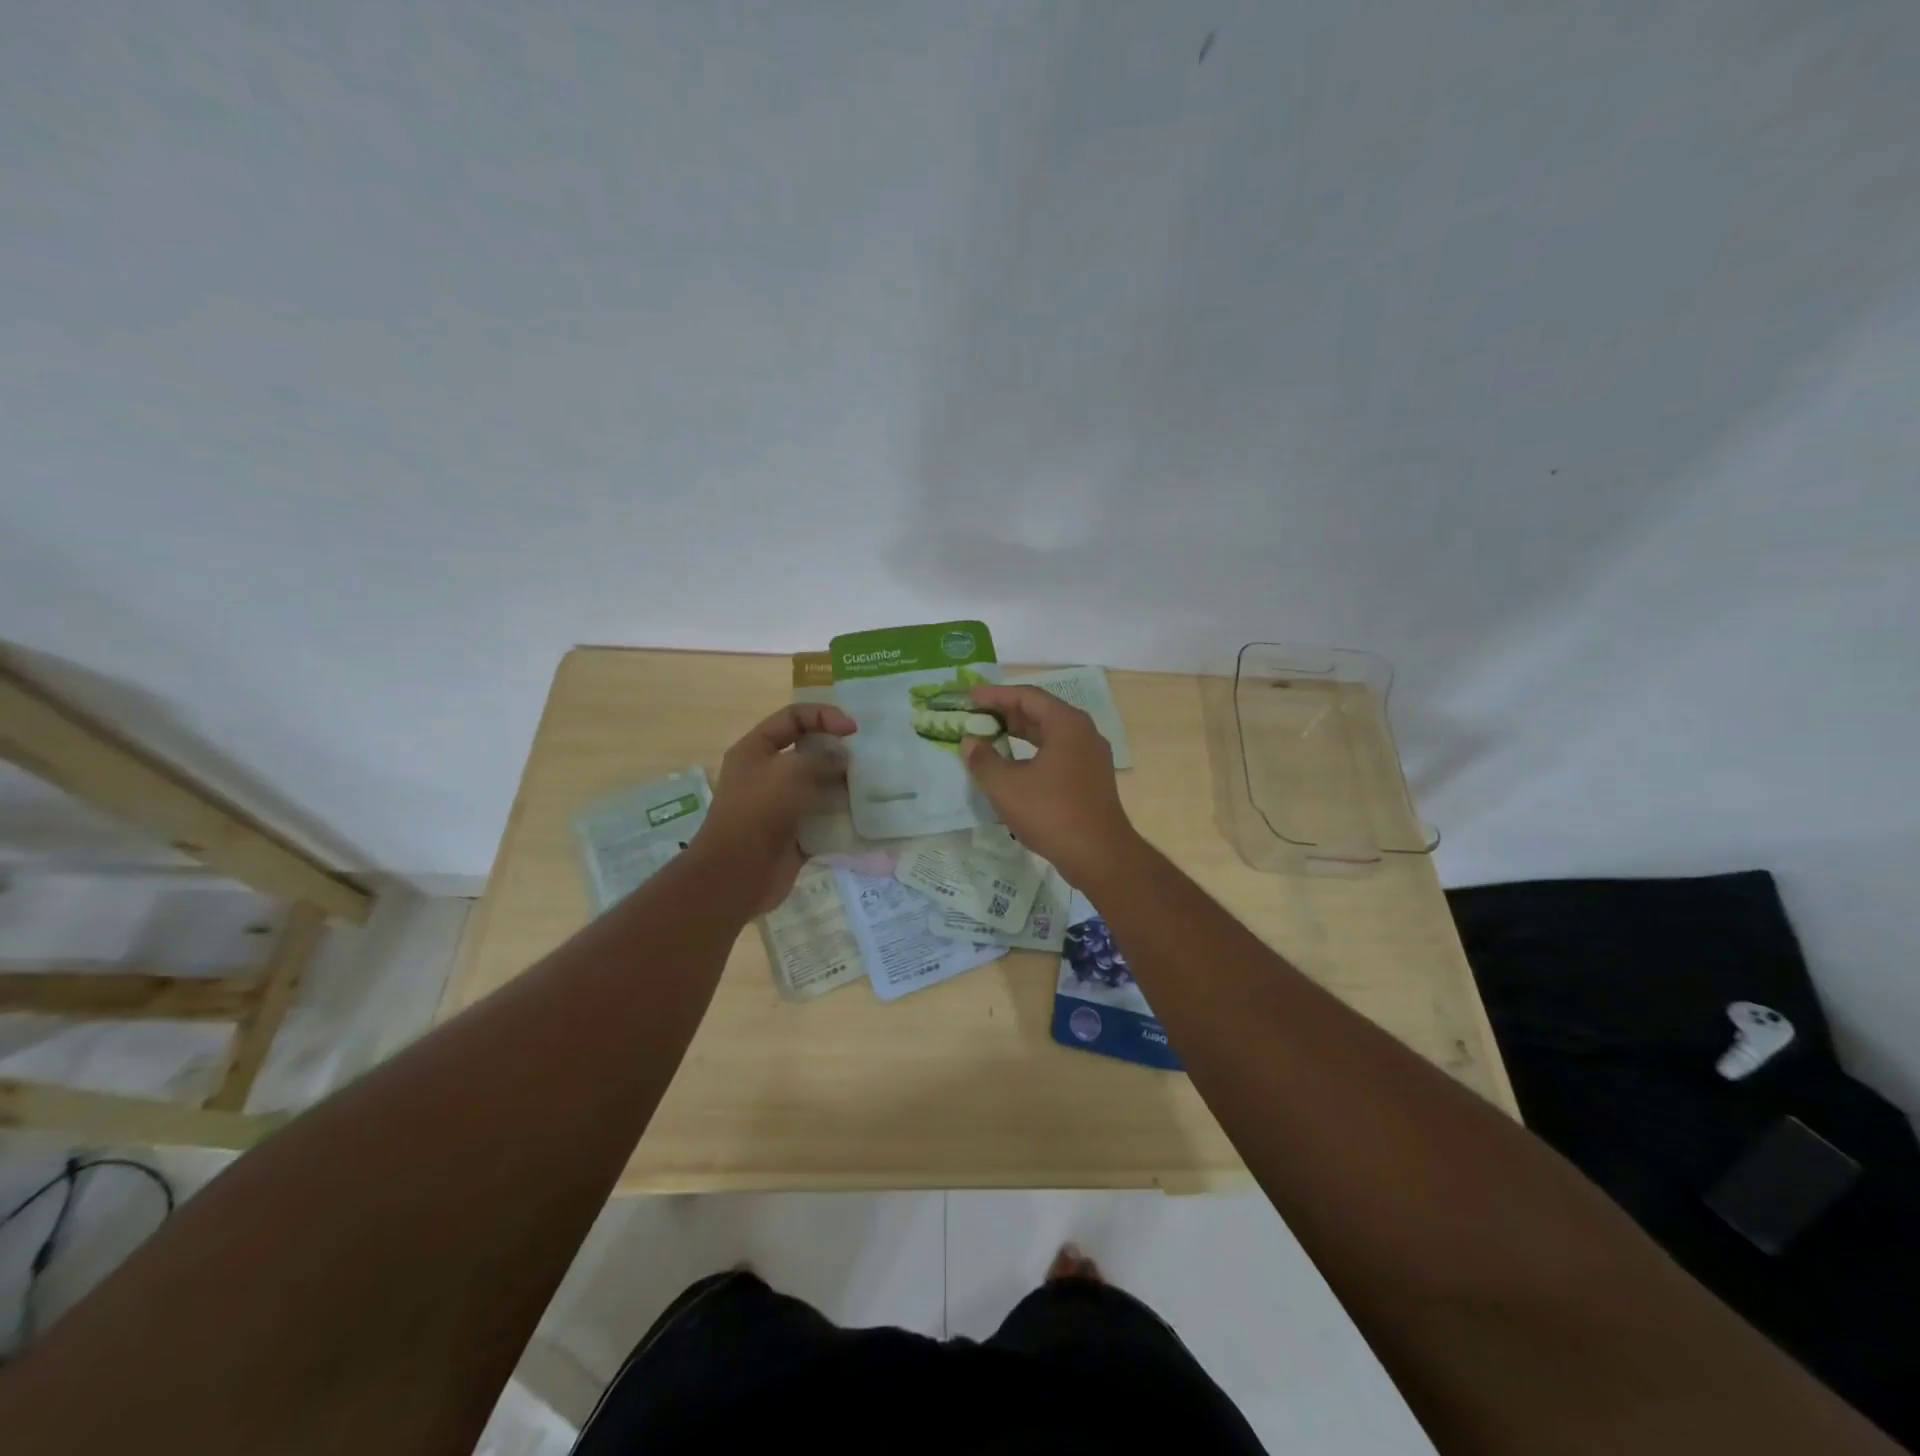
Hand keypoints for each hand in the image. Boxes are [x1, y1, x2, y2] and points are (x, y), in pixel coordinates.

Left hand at [693, 703, 855, 913]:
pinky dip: (842, 817)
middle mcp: (767, 774)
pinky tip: (864, 815)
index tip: (853, 729)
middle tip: (865, 759)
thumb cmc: (759, 812)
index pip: (793, 717)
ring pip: (819, 786)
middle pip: (808, 751)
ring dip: (844, 785)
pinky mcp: (795, 834)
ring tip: (870, 786)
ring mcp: (781, 806)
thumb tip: (843, 757)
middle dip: (837, 752)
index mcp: (756, 750)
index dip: (823, 716)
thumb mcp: (790, 772)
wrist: (737, 875)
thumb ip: (822, 757)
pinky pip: (823, 819)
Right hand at [960, 684, 1139, 887]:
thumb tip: (970, 742)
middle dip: (1006, 713)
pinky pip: (1058, 753)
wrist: (1099, 855)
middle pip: (1041, 712)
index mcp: (1067, 724)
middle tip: (976, 716)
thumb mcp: (1006, 786)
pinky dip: (1033, 752)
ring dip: (1019, 734)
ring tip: (990, 737)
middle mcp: (1083, 733)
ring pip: (1050, 734)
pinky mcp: (1091, 779)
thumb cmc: (1051, 813)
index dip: (995, 695)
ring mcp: (1091, 757)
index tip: (969, 697)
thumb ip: (983, 759)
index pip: (1027, 696)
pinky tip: (1014, 766)